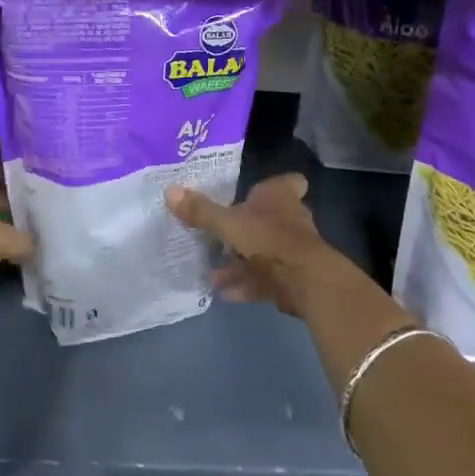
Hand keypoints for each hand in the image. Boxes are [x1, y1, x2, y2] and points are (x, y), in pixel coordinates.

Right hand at [165, 172, 341, 316]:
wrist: (305, 281)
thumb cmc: (268, 238)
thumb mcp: (228, 223)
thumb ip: (201, 211)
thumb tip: (170, 190)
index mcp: (279, 197)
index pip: (287, 182)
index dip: (275, 185)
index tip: (254, 192)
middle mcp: (290, 219)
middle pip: (269, 218)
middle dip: (246, 228)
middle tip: (220, 236)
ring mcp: (293, 249)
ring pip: (264, 251)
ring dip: (240, 263)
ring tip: (213, 274)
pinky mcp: (293, 277)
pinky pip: (265, 278)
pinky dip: (246, 285)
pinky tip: (225, 293)